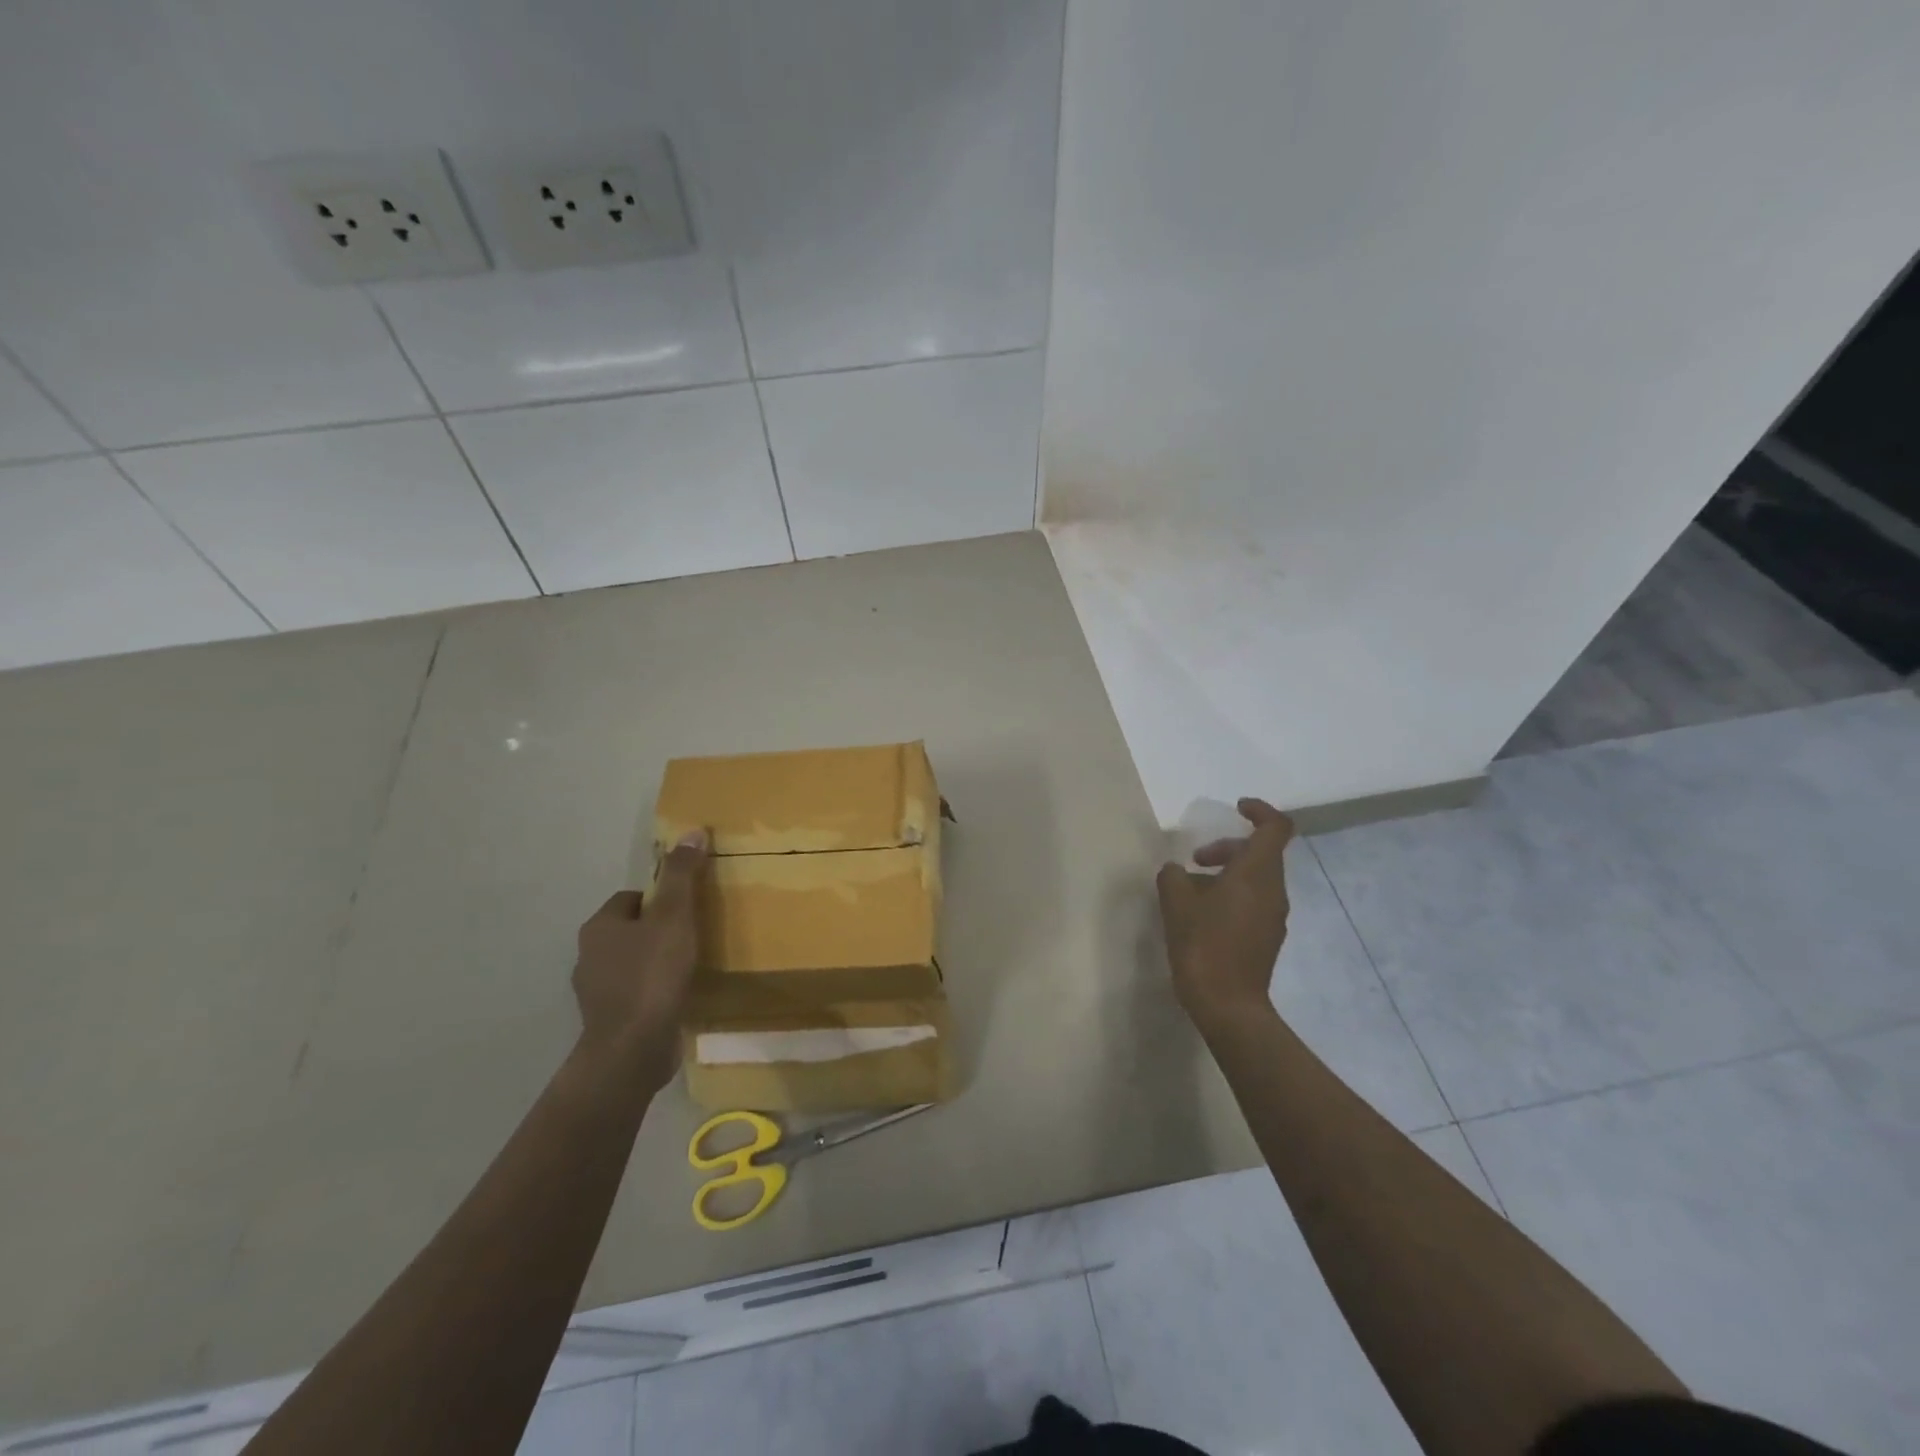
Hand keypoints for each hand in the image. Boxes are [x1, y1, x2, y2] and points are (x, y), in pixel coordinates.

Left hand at [571, 829, 708, 1088]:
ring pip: (632, 963)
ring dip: (656, 962)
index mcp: (599, 927)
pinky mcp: (610, 1021)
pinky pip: (636, 993)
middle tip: (694, 934)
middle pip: (630, 930)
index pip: (631, 899)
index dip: (661, 898)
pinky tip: (678, 996)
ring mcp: (597, 992)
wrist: (633, 1049)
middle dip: (659, 930)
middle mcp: (589, 956)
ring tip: (690, 965)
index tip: (688, 908)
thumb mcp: (674, 916)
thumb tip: (692, 831)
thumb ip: (682, 875)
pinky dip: (655, 991)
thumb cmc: (652, 975)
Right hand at [1155, 798, 1294, 1024]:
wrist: (1228, 1006)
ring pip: (1255, 879)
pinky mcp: (1267, 938)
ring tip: (1190, 891)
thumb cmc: (1203, 946)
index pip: (1275, 828)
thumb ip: (1174, 876)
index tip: (1235, 808)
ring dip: (1226, 874)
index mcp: (1257, 874)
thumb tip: (1176, 871)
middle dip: (1227, 848)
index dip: (1259, 811)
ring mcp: (1274, 917)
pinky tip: (1201, 915)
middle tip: (1194, 860)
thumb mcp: (1176, 903)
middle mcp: (1274, 891)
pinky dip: (1231, 895)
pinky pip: (1253, 901)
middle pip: (1260, 853)